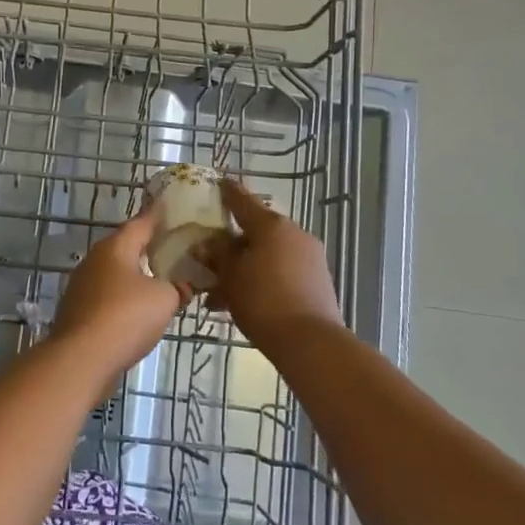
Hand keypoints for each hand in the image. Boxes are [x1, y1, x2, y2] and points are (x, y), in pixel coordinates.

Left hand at [51, 208, 186, 369]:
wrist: (81, 359)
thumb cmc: (126, 317)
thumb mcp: (164, 299)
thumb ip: (178, 287)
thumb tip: (182, 286)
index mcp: (115, 248)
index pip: (141, 223)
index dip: (158, 216)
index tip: (170, 208)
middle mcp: (94, 260)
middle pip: (126, 247)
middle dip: (148, 247)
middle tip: (173, 247)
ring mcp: (82, 286)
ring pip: (116, 273)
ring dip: (136, 275)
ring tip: (161, 279)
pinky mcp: (78, 311)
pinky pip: (108, 296)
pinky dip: (125, 298)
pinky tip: (139, 310)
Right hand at [204, 179, 343, 349]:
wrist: (310, 342)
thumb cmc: (263, 300)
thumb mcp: (230, 276)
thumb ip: (217, 254)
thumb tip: (208, 242)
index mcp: (271, 225)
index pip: (243, 200)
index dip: (227, 192)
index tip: (218, 182)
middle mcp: (294, 234)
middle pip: (256, 231)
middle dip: (232, 244)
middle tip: (210, 257)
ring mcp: (309, 257)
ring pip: (268, 254)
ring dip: (245, 267)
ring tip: (219, 293)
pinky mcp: (317, 280)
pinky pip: (281, 270)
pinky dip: (261, 279)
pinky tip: (242, 301)